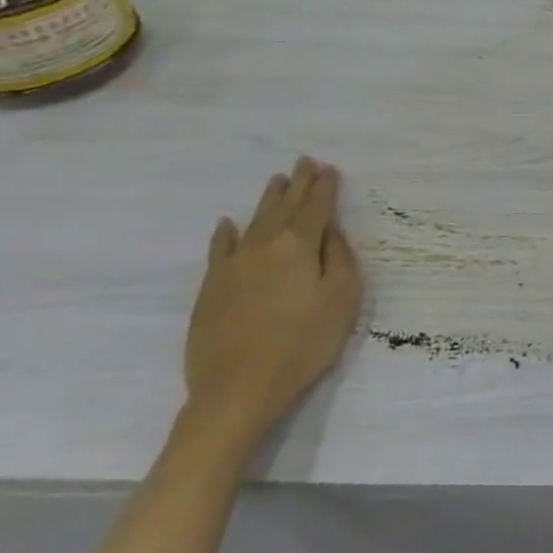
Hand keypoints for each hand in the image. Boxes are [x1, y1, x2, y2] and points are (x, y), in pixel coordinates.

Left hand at [185, 157, 364, 445]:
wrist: (237, 390)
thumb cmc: (302, 344)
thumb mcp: (342, 300)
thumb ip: (339, 258)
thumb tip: (330, 231)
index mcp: (300, 245)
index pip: (316, 207)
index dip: (325, 187)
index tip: (329, 168)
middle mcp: (265, 244)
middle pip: (285, 206)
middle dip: (298, 183)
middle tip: (304, 162)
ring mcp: (233, 264)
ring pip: (254, 221)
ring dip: (268, 199)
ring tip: (277, 180)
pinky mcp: (211, 287)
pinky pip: (219, 248)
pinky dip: (225, 233)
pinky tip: (227, 224)